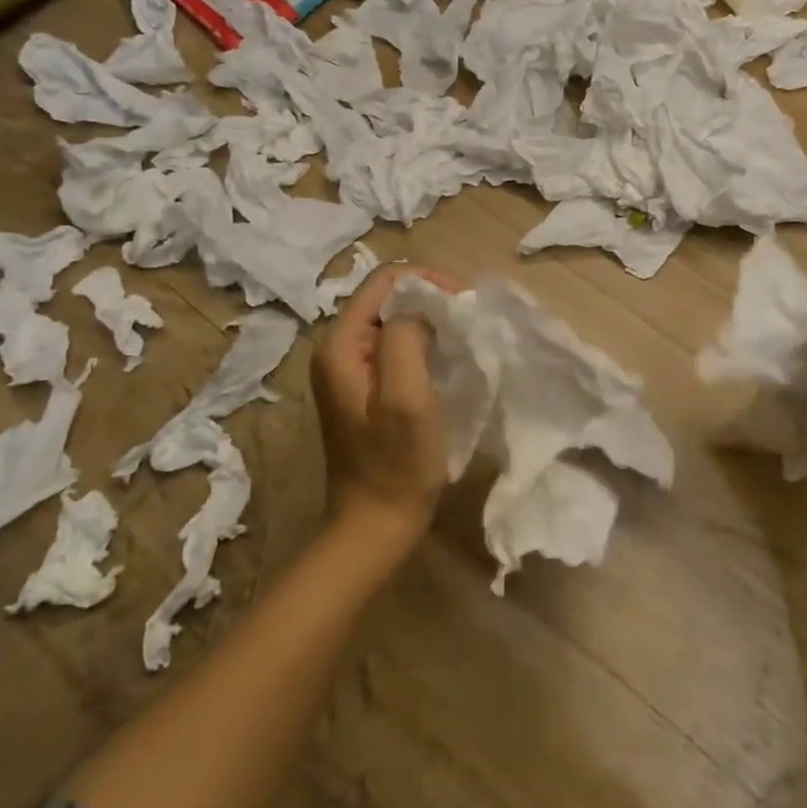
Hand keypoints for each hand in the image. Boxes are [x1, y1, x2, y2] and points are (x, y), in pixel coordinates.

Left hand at [311, 263, 462, 546]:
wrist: (374, 526)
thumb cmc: (395, 464)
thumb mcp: (406, 397)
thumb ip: (406, 338)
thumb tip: (420, 307)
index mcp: (340, 345)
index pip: (384, 281)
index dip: (427, 282)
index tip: (464, 303)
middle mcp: (337, 349)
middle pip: (387, 298)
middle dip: (431, 299)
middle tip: (469, 320)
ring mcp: (349, 370)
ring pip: (394, 321)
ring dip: (430, 322)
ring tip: (463, 337)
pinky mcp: (363, 388)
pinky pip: (394, 347)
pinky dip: (423, 343)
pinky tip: (445, 360)